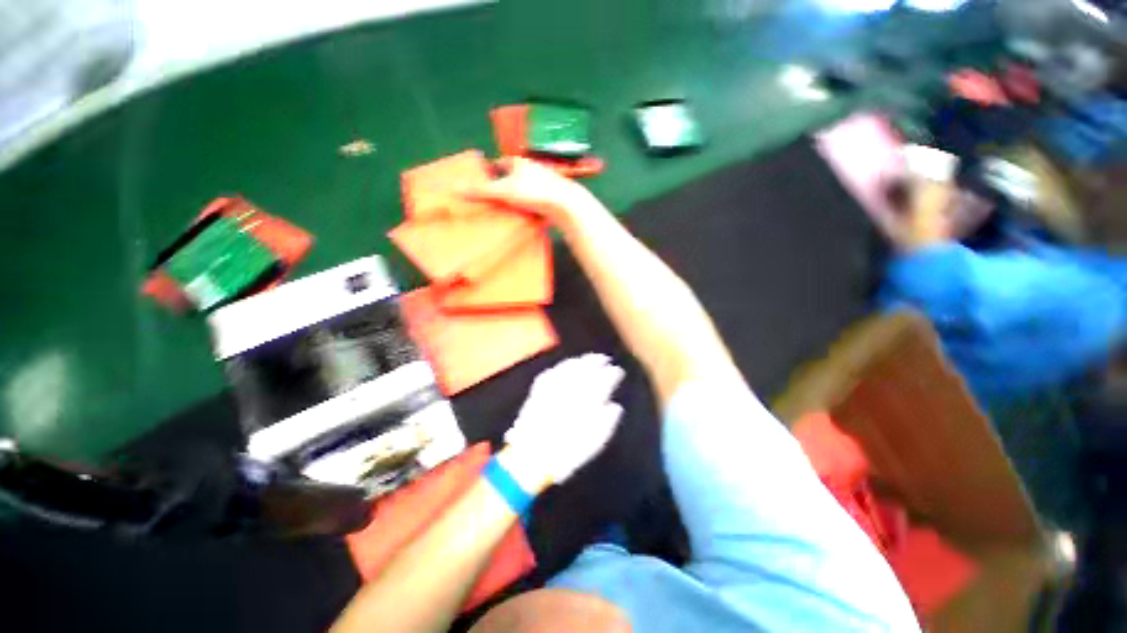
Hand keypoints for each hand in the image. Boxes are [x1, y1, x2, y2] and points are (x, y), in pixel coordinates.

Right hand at [463, 157, 600, 225]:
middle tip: (495, 200)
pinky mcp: (553, 197)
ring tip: (508, 211)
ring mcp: (545, 183)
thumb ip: (481, 190)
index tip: (484, 184)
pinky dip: (530, 206)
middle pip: (514, 177)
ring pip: (526, 189)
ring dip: (518, 198)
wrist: (566, 205)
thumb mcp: (504, 191)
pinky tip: (526, 216)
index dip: (492, 172)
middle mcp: (533, 169)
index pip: (501, 164)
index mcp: (520, 162)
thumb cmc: (534, 193)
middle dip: (505, 186)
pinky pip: (537, 200)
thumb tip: (453, 188)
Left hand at [503, 354, 624, 486]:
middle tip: (605, 359)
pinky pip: (554, 370)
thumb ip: (606, 422)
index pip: (603, 380)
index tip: (618, 371)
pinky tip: (568, 364)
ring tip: (589, 359)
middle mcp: (570, 389)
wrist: (531, 455)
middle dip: (597, 361)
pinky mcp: (539, 388)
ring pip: (570, 366)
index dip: (612, 374)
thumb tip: (615, 406)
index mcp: (586, 401)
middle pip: (586, 368)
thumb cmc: (566, 452)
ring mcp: (553, 386)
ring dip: (581, 360)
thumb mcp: (593, 442)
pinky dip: (564, 365)